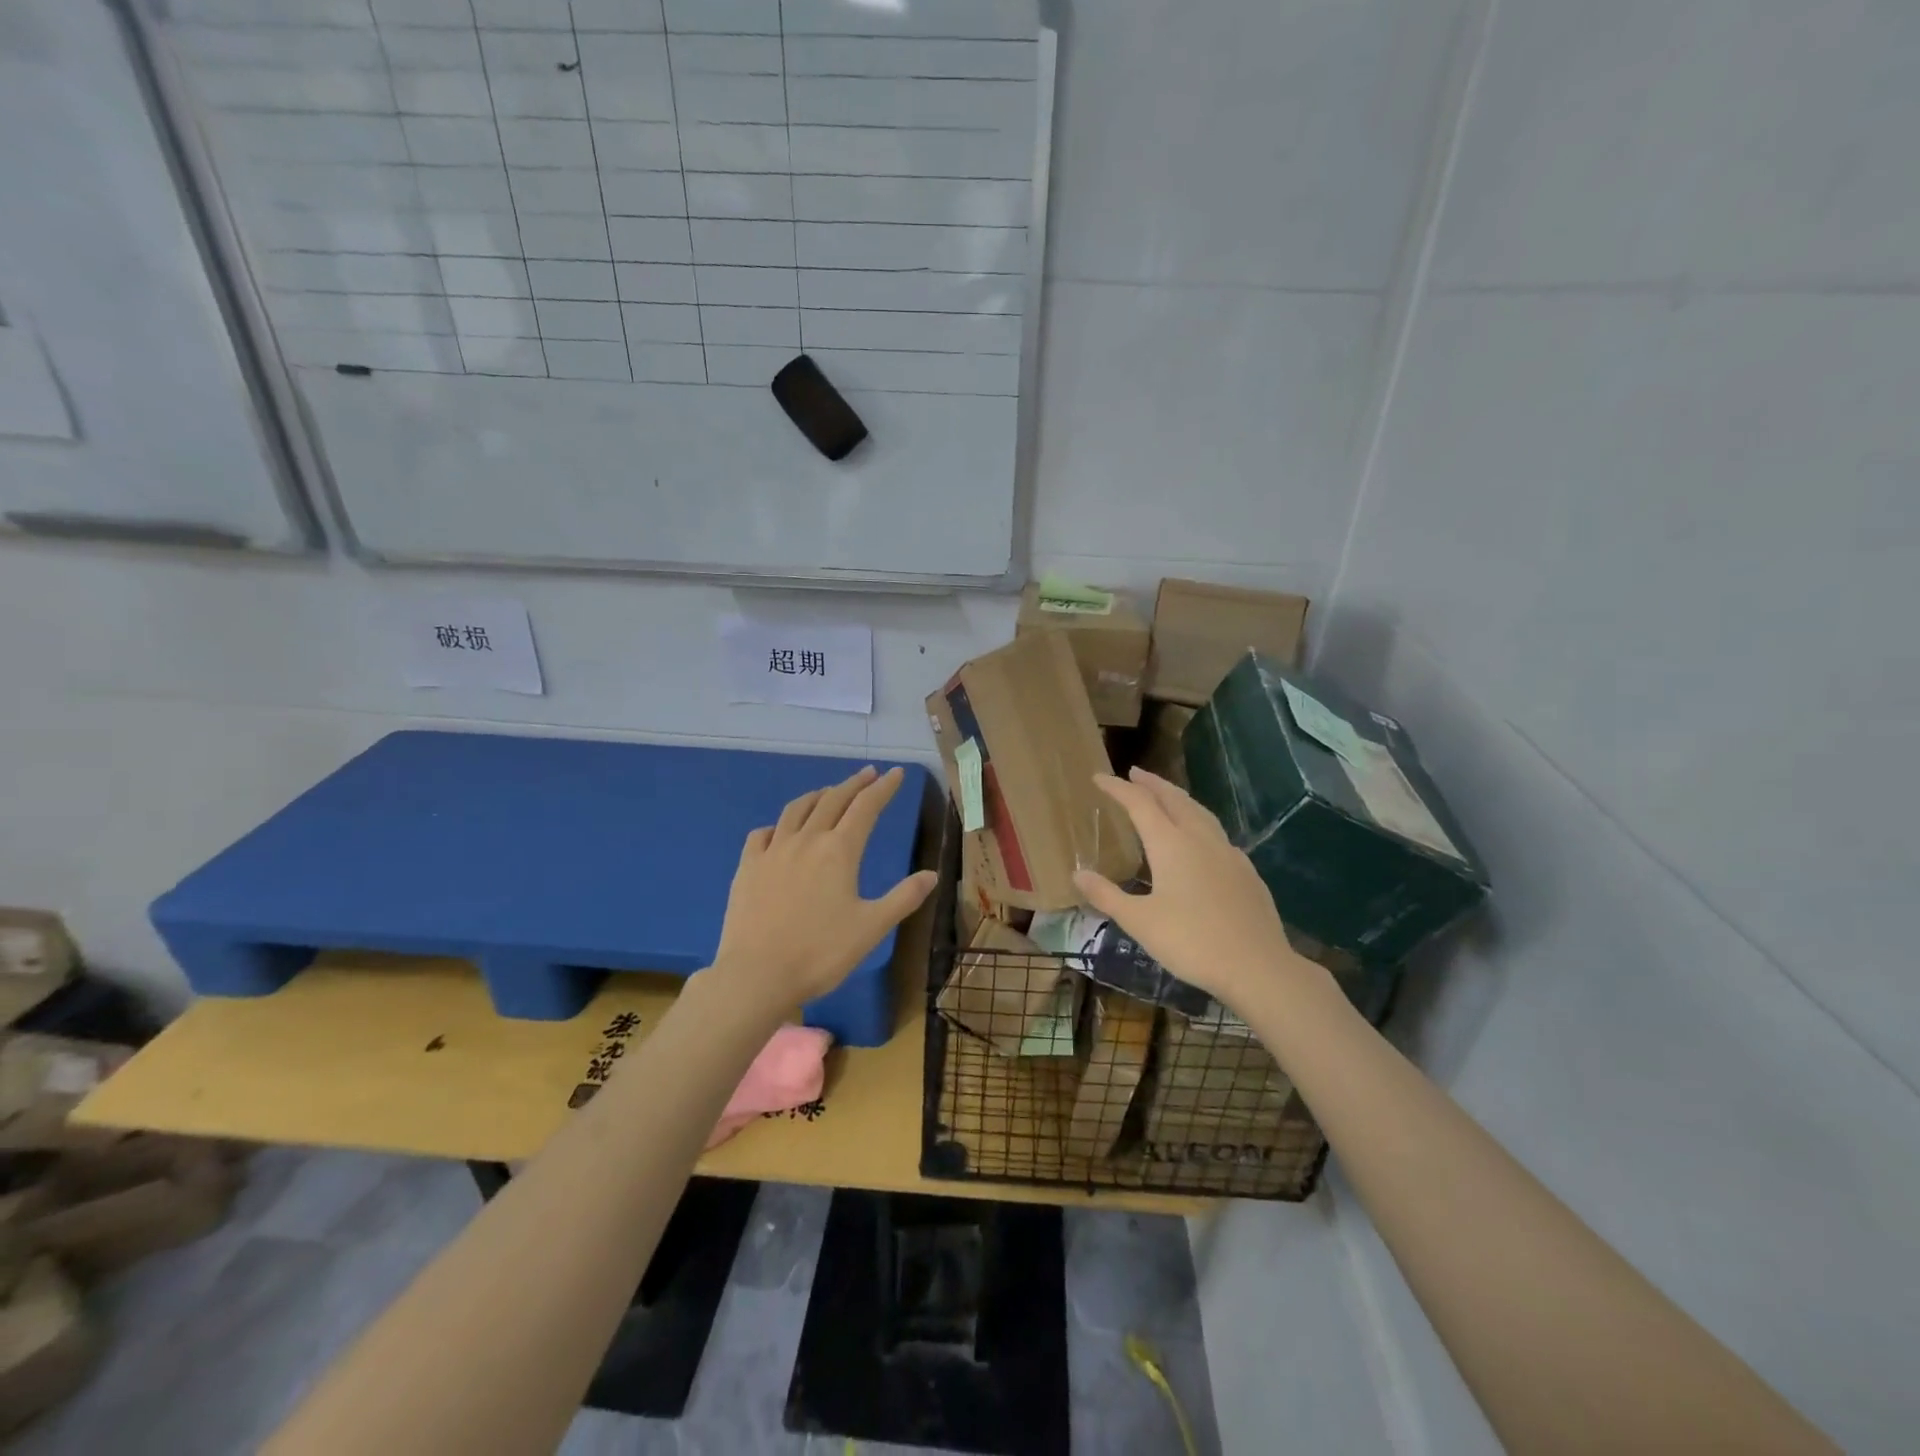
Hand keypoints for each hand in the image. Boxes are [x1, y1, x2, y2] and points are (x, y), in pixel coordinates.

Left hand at [709, 765, 936, 1014]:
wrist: (757, 974)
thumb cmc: (821, 953)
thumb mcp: (872, 928)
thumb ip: (904, 897)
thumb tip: (932, 874)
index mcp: (840, 851)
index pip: (866, 807)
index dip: (883, 788)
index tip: (896, 773)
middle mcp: (807, 840)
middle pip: (832, 800)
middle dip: (854, 784)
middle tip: (868, 774)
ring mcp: (773, 851)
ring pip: (796, 810)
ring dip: (817, 796)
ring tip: (828, 793)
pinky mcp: (747, 866)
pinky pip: (762, 833)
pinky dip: (779, 824)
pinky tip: (780, 831)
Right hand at [1072, 768, 1327, 1012]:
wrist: (1258, 966)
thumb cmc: (1191, 942)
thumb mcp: (1139, 922)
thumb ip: (1107, 895)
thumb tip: (1077, 874)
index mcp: (1171, 844)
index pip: (1139, 804)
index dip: (1117, 788)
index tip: (1098, 777)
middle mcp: (1200, 839)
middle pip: (1174, 799)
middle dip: (1152, 784)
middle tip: (1134, 774)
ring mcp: (1228, 853)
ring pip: (1200, 812)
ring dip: (1178, 798)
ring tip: (1166, 796)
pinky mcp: (1246, 871)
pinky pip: (1217, 834)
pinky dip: (1200, 822)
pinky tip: (1201, 839)